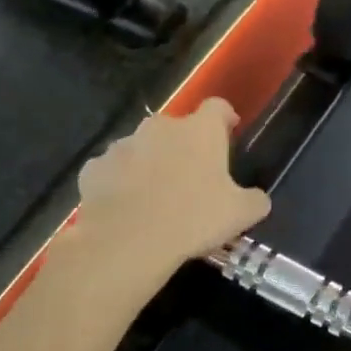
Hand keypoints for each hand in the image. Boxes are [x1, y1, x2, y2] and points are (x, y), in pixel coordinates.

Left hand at [71, 99, 270, 274]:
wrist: (126, 243)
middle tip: (193, 176)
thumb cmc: (194, 219)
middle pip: (177, 127)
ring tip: (156, 195)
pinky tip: (126, 206)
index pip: (218, 107)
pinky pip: (113, 170)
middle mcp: (161, 127)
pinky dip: (120, 182)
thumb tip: (256, 198)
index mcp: (200, 131)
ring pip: (142, 147)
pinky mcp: (94, 168)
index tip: (230, 132)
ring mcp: (122, 145)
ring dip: (151, 162)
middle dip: (185, 145)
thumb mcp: (242, 214)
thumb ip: (255, 199)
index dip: (225, 118)